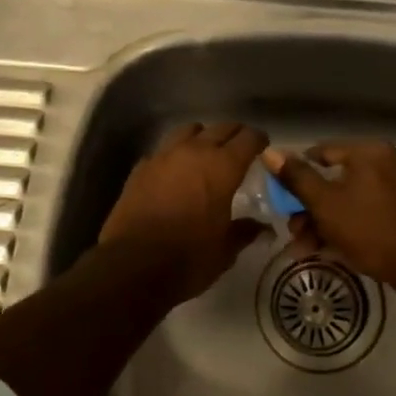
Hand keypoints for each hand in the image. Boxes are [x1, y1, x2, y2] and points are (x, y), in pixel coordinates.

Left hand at [100, 122, 269, 298]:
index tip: (264, 146)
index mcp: (223, 167)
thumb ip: (245, 232)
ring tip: (205, 152)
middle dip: (234, 135)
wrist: (132, 267)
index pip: (248, 138)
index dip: (259, 140)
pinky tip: (174, 172)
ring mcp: (163, 156)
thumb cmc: (188, 259)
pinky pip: (163, 150)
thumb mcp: (224, 250)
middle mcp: (194, 152)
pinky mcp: (140, 168)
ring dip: (202, 137)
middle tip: (240, 148)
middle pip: (220, 128)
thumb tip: (262, 227)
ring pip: (188, 130)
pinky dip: (174, 155)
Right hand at [264, 140, 395, 291]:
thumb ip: (296, 178)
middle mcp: (387, 162)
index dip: (297, 174)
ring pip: (350, 200)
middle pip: (336, 180)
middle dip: (309, 208)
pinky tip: (329, 251)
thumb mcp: (325, 204)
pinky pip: (368, 212)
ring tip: (304, 250)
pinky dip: (348, 227)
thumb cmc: (370, 229)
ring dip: (324, 222)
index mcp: (369, 152)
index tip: (282, 199)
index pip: (322, 152)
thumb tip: (270, 152)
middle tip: (293, 232)